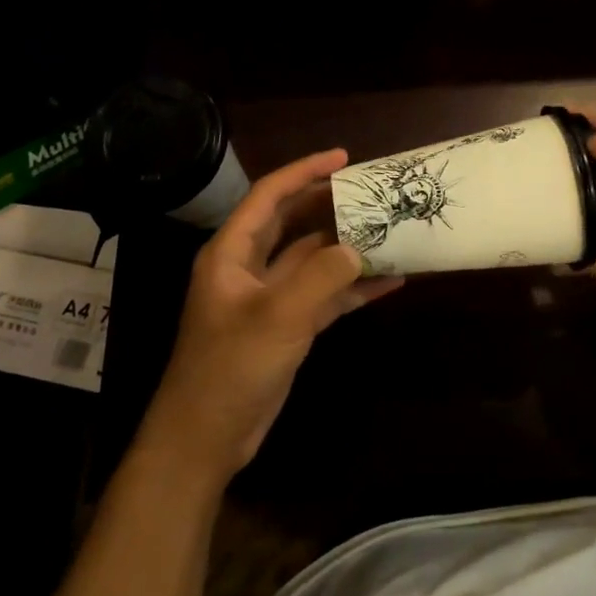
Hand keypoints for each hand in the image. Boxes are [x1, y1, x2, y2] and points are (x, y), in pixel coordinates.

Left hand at [138, 149, 402, 485]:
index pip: (269, 196)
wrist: (206, 438)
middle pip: (291, 222)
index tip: (343, 157)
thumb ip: (321, 277)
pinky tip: (390, 281)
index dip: (304, 171)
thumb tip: (359, 248)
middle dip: (328, 204)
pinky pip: (323, 295)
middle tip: (370, 190)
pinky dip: (352, 287)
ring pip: (311, 259)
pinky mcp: (286, 326)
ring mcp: (268, 298)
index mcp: (232, 252)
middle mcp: (248, 267)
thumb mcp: (278, 317)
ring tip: (388, 229)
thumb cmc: (231, 367)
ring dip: (346, 247)